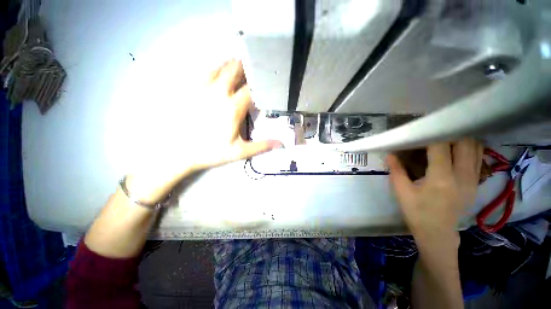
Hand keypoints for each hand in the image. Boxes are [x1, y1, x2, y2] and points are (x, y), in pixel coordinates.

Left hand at [127, 60, 281, 202]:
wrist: (178, 151)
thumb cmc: (211, 151)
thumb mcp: (239, 152)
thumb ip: (261, 146)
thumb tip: (281, 144)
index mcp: (233, 108)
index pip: (250, 89)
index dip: (259, 83)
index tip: (264, 82)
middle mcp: (218, 93)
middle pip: (233, 71)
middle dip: (244, 67)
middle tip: (251, 66)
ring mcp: (201, 89)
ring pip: (217, 68)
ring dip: (229, 65)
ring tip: (237, 65)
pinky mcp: (189, 90)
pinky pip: (202, 72)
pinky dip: (212, 69)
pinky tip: (216, 71)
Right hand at [387, 139, 482, 235]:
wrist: (438, 233)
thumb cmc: (417, 212)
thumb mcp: (401, 192)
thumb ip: (396, 170)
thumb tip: (390, 153)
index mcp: (441, 179)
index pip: (441, 147)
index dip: (433, 134)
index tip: (423, 127)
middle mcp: (462, 176)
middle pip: (464, 143)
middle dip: (450, 132)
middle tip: (435, 130)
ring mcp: (472, 180)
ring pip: (475, 149)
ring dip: (462, 138)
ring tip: (446, 136)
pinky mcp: (476, 183)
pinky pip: (477, 158)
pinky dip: (469, 148)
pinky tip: (457, 148)